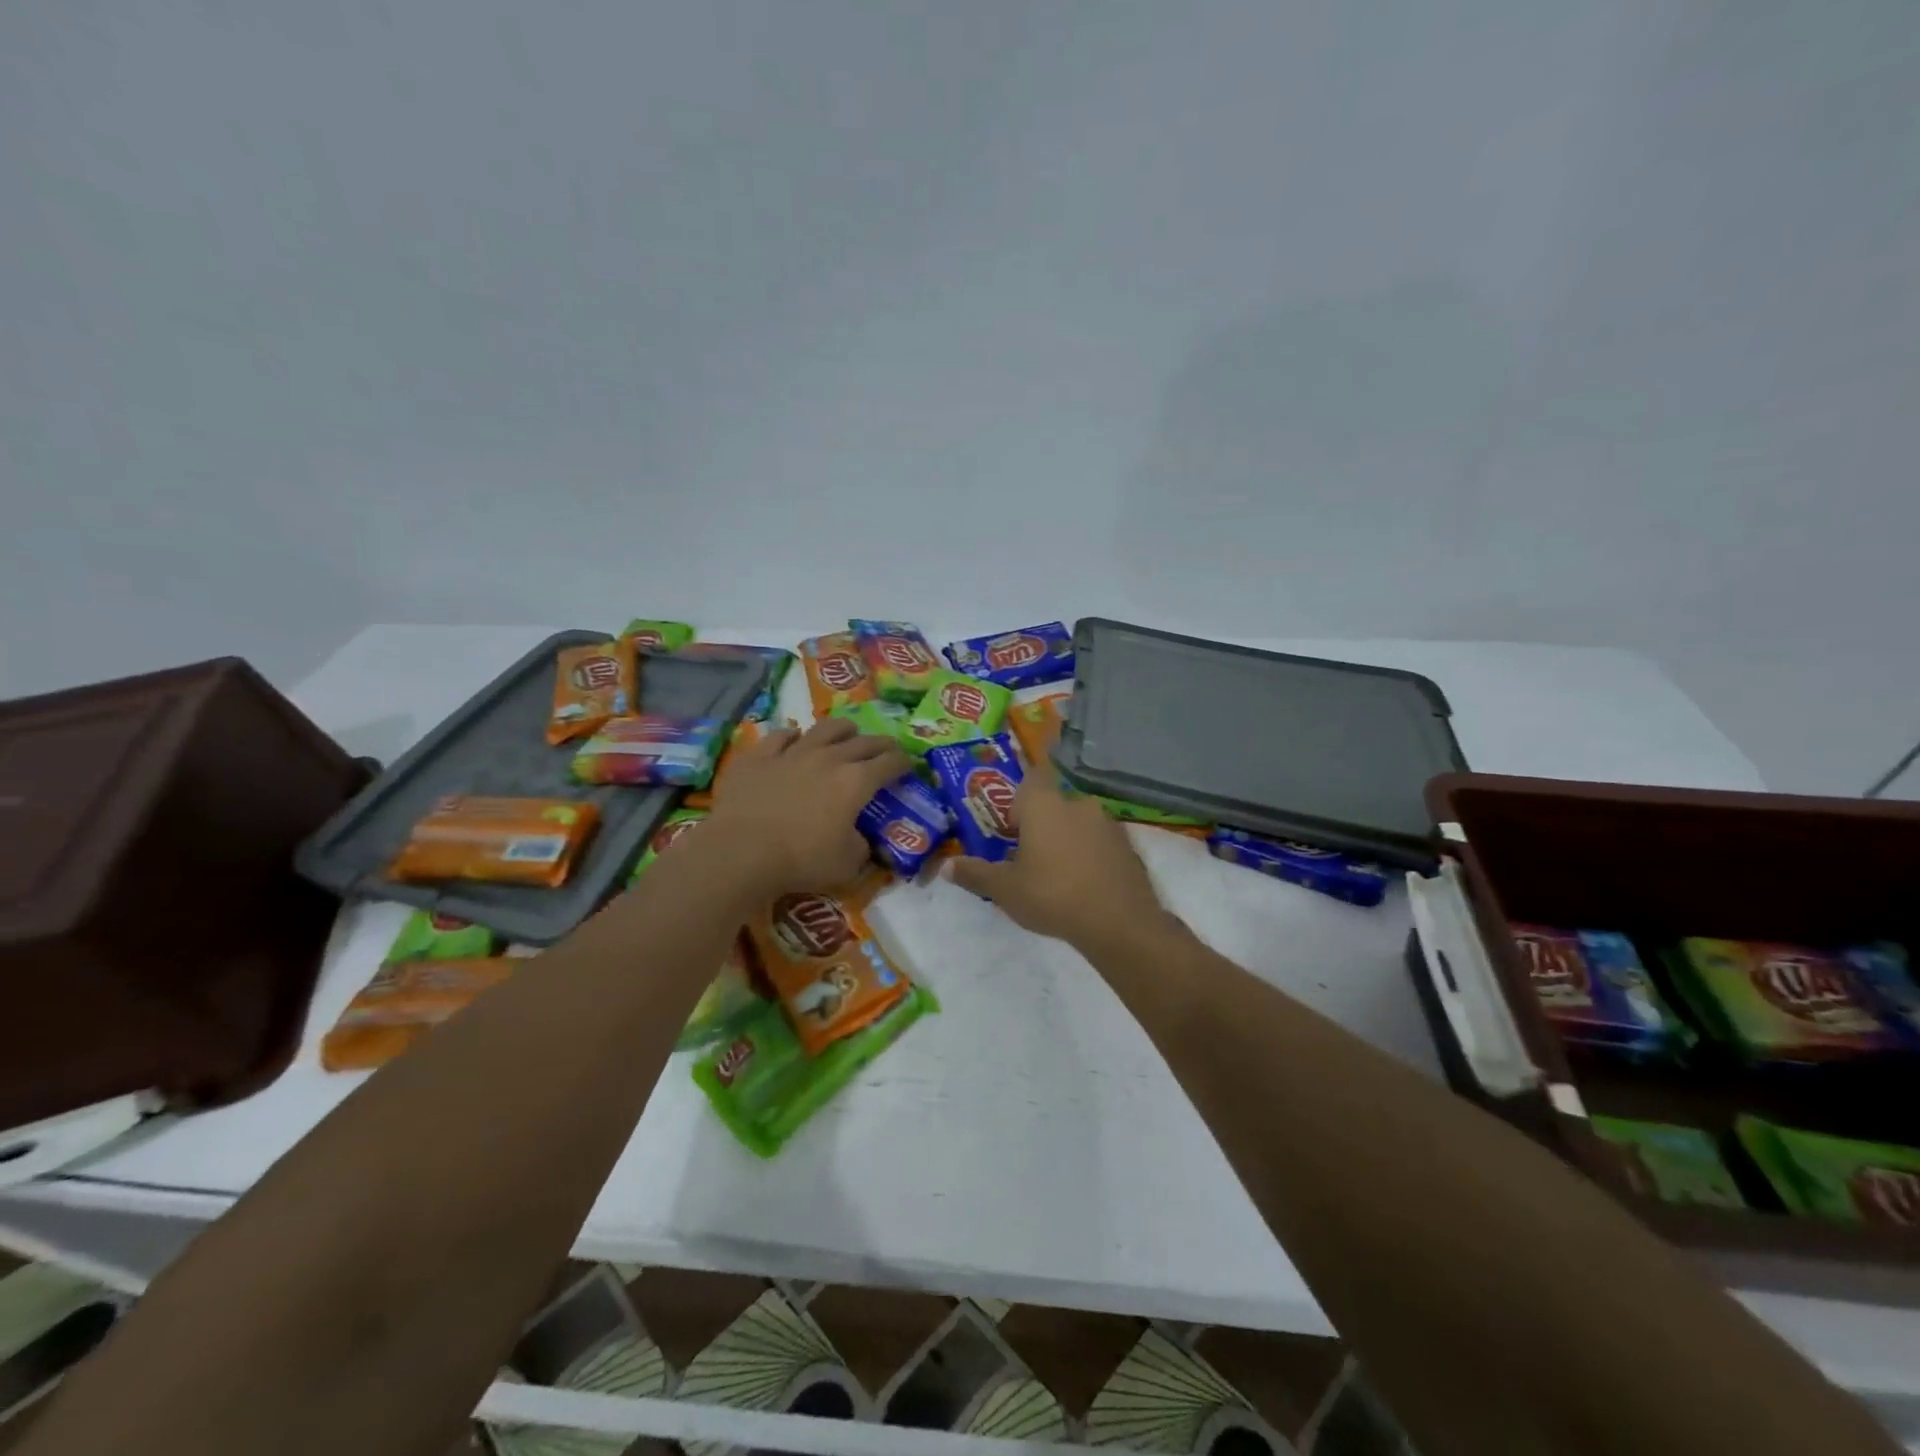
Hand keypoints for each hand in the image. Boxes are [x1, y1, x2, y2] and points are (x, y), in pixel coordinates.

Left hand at [706, 717, 911, 897]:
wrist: (741, 850)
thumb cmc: (801, 860)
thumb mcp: (847, 866)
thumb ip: (861, 849)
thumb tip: (862, 841)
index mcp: (856, 782)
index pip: (890, 763)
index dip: (903, 762)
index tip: (908, 766)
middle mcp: (829, 758)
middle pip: (863, 741)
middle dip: (880, 743)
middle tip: (887, 748)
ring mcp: (793, 752)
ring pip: (825, 728)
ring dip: (842, 729)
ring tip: (847, 732)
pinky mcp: (760, 755)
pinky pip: (781, 736)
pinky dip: (793, 737)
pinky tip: (794, 740)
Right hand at [946, 772, 1181, 956]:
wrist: (1119, 922)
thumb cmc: (1052, 895)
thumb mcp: (1005, 889)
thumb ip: (975, 873)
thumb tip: (946, 867)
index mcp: (1044, 804)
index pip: (1031, 778)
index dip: (1019, 798)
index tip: (1012, 827)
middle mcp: (1077, 803)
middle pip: (1054, 803)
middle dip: (1042, 824)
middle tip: (1029, 857)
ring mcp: (1108, 823)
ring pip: (1079, 822)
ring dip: (1067, 839)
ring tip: (1057, 875)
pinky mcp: (1128, 845)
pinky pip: (1101, 842)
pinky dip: (1091, 855)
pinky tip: (1085, 885)